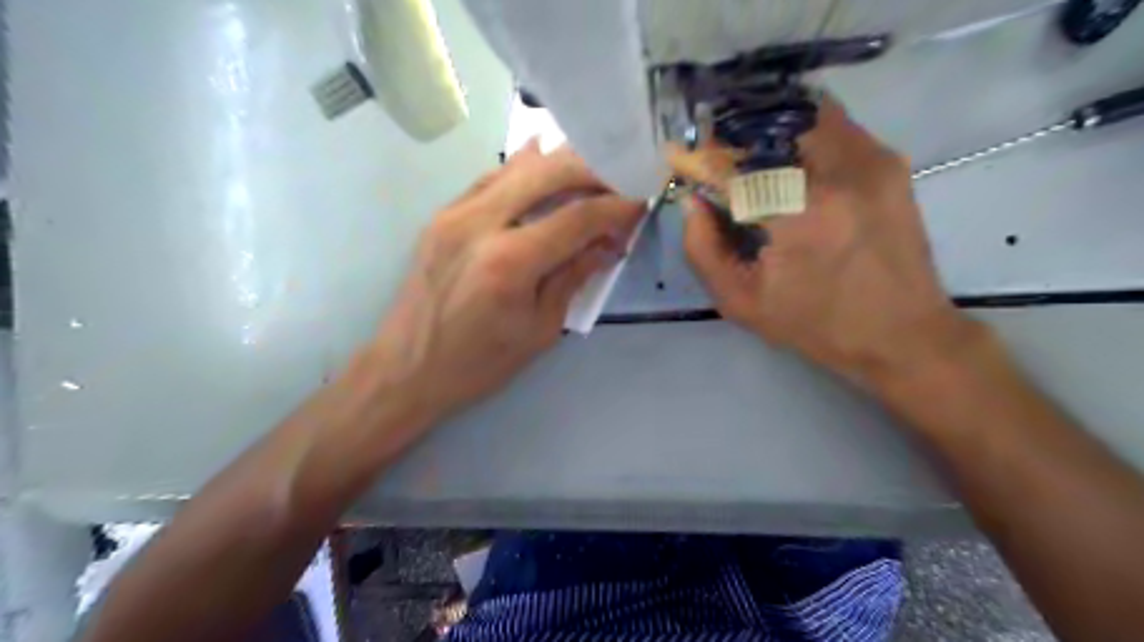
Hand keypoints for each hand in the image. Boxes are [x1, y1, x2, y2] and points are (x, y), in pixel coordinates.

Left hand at [371, 146, 647, 422]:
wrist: (406, 369)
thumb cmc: (479, 364)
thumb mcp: (539, 330)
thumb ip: (574, 278)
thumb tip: (608, 244)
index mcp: (510, 262)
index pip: (577, 217)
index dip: (616, 208)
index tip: (640, 203)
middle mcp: (481, 223)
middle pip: (549, 173)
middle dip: (592, 170)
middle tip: (619, 181)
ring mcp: (455, 212)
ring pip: (518, 167)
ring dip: (560, 164)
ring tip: (591, 172)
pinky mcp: (442, 215)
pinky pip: (491, 179)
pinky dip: (523, 170)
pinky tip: (542, 162)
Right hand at [671, 97, 977, 389]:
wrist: (901, 333)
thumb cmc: (814, 325)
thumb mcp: (741, 302)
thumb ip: (703, 250)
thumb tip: (692, 202)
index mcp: (798, 214)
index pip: (735, 164)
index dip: (702, 159)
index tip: (682, 161)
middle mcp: (838, 172)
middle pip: (770, 124)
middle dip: (735, 138)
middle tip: (721, 162)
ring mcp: (869, 160)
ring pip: (804, 115)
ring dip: (769, 132)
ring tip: (755, 163)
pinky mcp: (888, 161)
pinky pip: (834, 127)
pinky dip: (801, 135)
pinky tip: (792, 167)